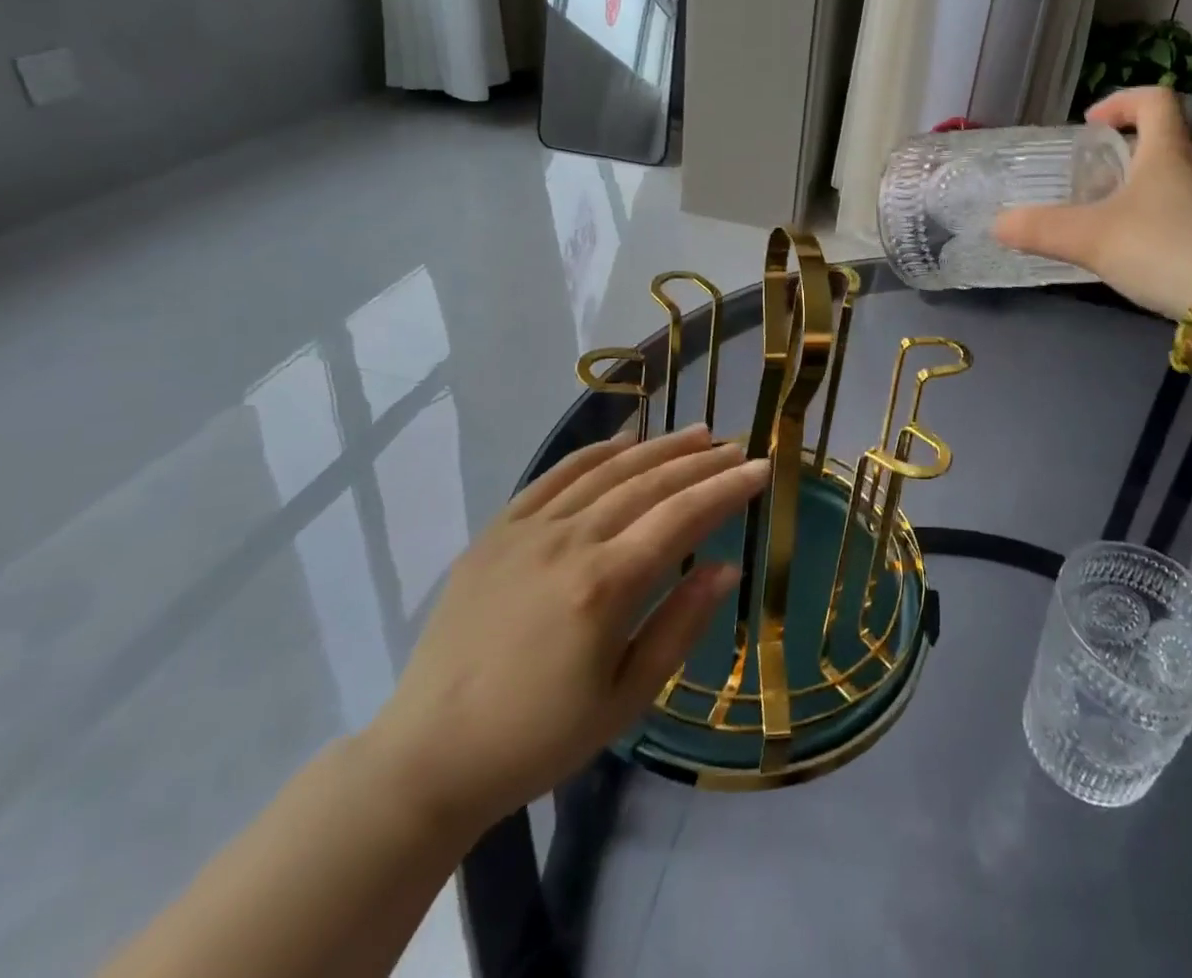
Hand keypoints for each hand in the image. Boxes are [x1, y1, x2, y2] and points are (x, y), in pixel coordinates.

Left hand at [361, 425, 766, 834]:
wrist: (429, 756)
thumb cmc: (539, 738)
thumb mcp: (626, 699)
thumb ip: (680, 626)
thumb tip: (724, 567)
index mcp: (604, 585)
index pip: (682, 517)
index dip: (727, 489)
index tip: (762, 468)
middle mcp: (569, 541)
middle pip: (650, 484)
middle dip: (701, 462)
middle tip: (738, 446)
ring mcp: (528, 530)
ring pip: (607, 471)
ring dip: (658, 448)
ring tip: (698, 433)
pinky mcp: (497, 531)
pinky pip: (554, 476)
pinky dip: (595, 453)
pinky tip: (624, 442)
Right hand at [993, 87, 1191, 318]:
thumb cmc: (1162, 248)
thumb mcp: (1091, 238)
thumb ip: (1041, 229)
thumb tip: (998, 224)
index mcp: (1167, 151)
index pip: (1154, 99)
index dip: (1120, 101)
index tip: (1091, 125)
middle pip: (1160, 141)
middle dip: (1121, 152)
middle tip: (1087, 177)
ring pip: (1168, 180)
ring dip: (1135, 188)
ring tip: (1102, 217)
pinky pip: (1178, 214)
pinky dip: (1151, 220)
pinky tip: (1130, 252)